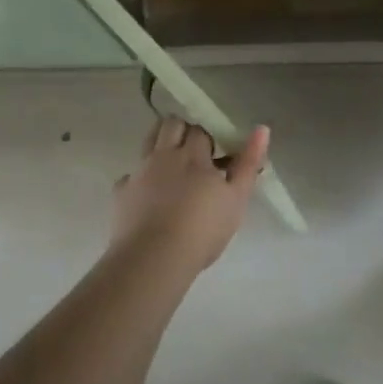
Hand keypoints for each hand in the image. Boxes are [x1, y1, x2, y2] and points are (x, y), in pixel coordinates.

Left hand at [112, 116, 270, 270]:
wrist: (153, 258)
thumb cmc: (203, 229)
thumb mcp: (236, 198)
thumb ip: (248, 163)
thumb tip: (261, 129)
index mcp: (193, 155)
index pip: (200, 130)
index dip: (208, 138)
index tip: (216, 155)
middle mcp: (164, 156)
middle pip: (171, 125)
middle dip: (182, 131)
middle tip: (193, 153)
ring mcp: (140, 172)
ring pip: (148, 141)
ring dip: (160, 144)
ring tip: (171, 167)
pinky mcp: (121, 193)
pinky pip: (130, 176)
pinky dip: (140, 180)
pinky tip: (147, 198)